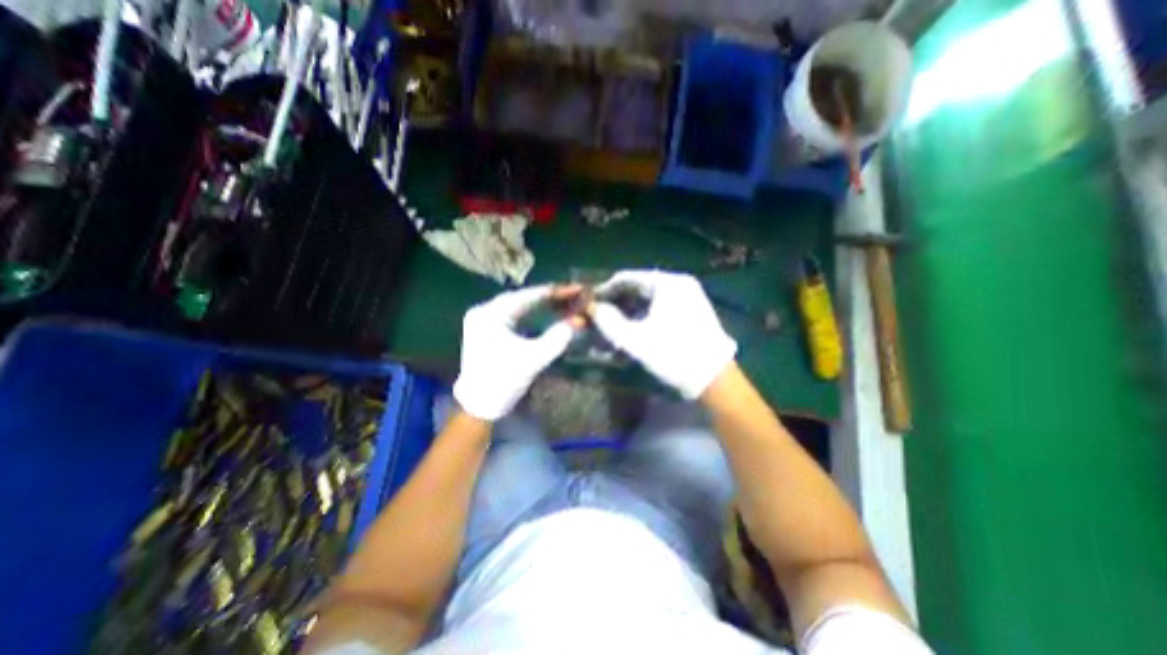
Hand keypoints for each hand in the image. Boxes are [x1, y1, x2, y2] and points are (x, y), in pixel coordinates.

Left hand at [454, 283, 574, 420]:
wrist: (479, 407)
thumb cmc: (503, 382)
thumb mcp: (533, 359)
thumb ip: (557, 338)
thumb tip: (579, 320)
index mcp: (491, 315)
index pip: (527, 296)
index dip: (554, 292)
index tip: (576, 288)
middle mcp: (484, 311)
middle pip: (522, 298)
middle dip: (548, 297)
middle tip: (572, 295)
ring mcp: (483, 320)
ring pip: (517, 306)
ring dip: (540, 304)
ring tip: (563, 302)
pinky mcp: (486, 330)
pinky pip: (512, 315)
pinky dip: (530, 314)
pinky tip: (544, 313)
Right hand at [594, 269, 735, 398]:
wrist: (714, 378)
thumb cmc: (674, 354)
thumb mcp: (636, 340)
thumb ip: (609, 322)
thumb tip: (593, 309)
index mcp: (668, 283)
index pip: (627, 278)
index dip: (605, 289)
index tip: (590, 302)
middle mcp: (679, 284)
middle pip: (639, 287)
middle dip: (617, 301)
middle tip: (599, 315)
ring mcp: (688, 296)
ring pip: (649, 298)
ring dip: (628, 309)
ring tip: (612, 323)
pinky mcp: (691, 310)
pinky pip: (660, 306)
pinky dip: (643, 315)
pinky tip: (632, 327)